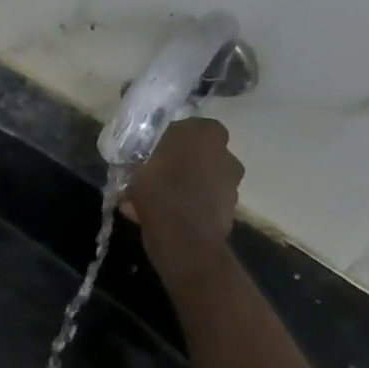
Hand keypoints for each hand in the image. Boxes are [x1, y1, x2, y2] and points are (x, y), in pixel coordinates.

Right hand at [122, 117, 243, 286]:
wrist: (184, 239)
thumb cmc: (160, 189)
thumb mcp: (138, 161)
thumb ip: (144, 150)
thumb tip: (144, 151)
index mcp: (208, 133)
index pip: (185, 127)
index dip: (164, 139)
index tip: (146, 153)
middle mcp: (227, 155)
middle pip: (193, 155)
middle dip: (173, 164)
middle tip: (147, 177)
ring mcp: (231, 185)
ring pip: (196, 180)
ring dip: (177, 187)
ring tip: (146, 201)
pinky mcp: (227, 212)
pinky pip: (198, 204)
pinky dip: (182, 207)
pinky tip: (156, 217)